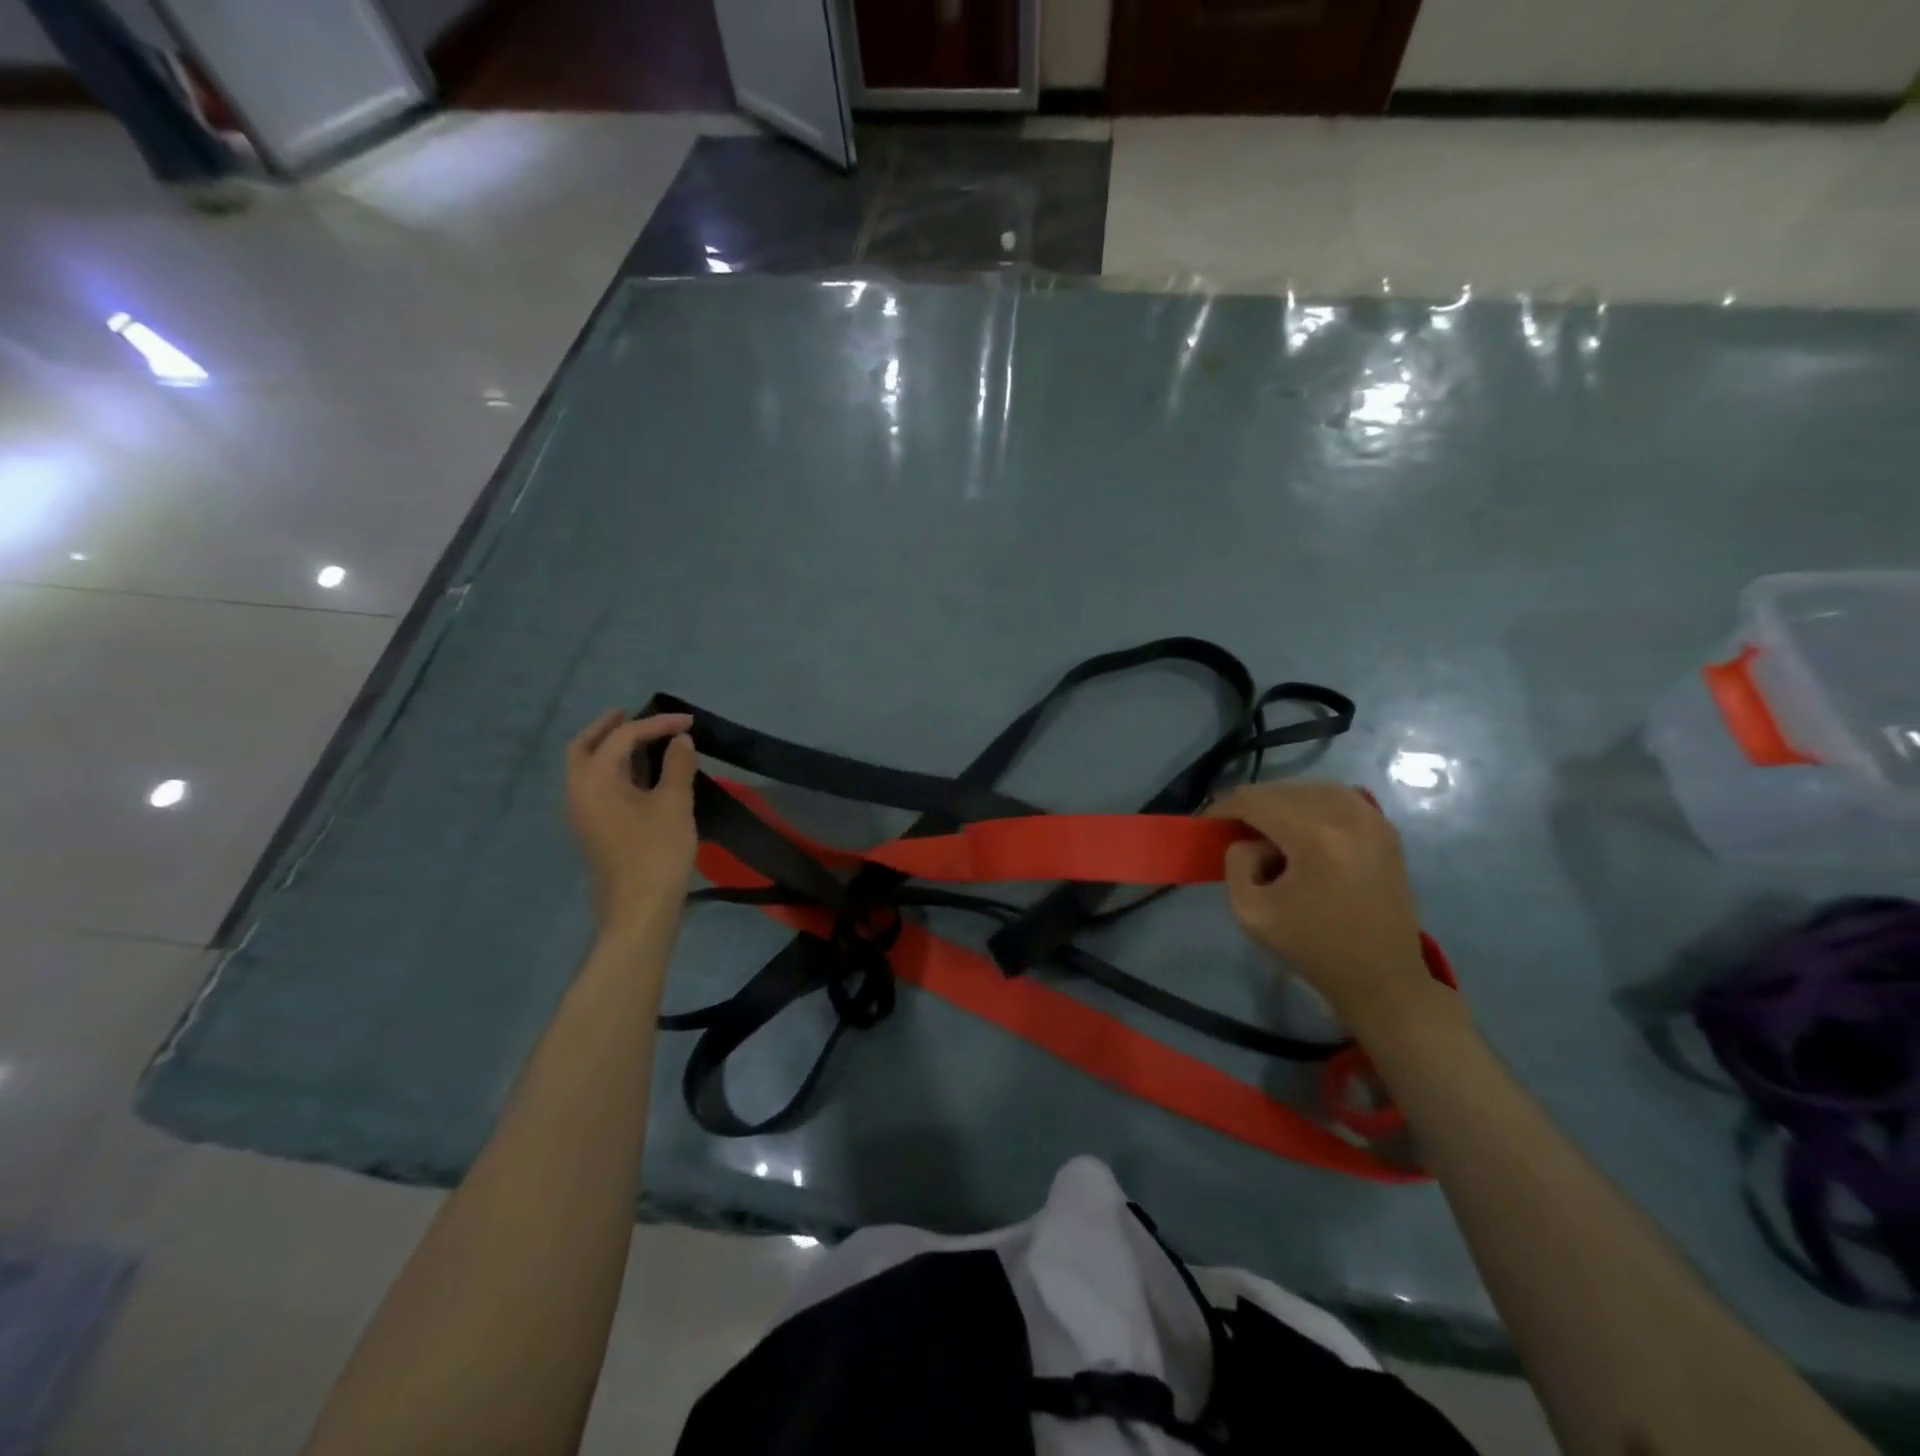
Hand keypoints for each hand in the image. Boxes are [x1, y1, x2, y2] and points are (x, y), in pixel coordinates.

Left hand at [565, 710, 697, 934]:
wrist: (639, 908)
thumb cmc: (657, 851)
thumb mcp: (674, 803)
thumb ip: (677, 765)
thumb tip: (680, 740)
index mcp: (594, 779)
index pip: (623, 737)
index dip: (657, 724)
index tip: (688, 721)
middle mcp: (578, 791)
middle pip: (584, 747)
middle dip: (608, 727)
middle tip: (632, 713)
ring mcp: (581, 813)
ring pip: (586, 768)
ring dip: (608, 748)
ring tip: (639, 740)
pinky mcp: (592, 829)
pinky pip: (595, 786)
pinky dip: (612, 770)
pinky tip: (639, 774)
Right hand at [1210, 782, 1432, 1029]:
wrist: (1382, 978)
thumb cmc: (1313, 948)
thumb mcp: (1251, 912)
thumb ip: (1236, 864)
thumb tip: (1247, 841)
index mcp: (1315, 838)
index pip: (1256, 801)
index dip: (1225, 806)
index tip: (1208, 822)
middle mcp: (1347, 817)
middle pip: (1283, 791)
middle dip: (1252, 804)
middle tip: (1233, 828)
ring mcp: (1372, 820)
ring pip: (1311, 789)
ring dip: (1282, 802)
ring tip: (1266, 827)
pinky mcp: (1385, 830)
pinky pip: (1340, 798)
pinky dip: (1313, 804)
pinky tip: (1301, 828)